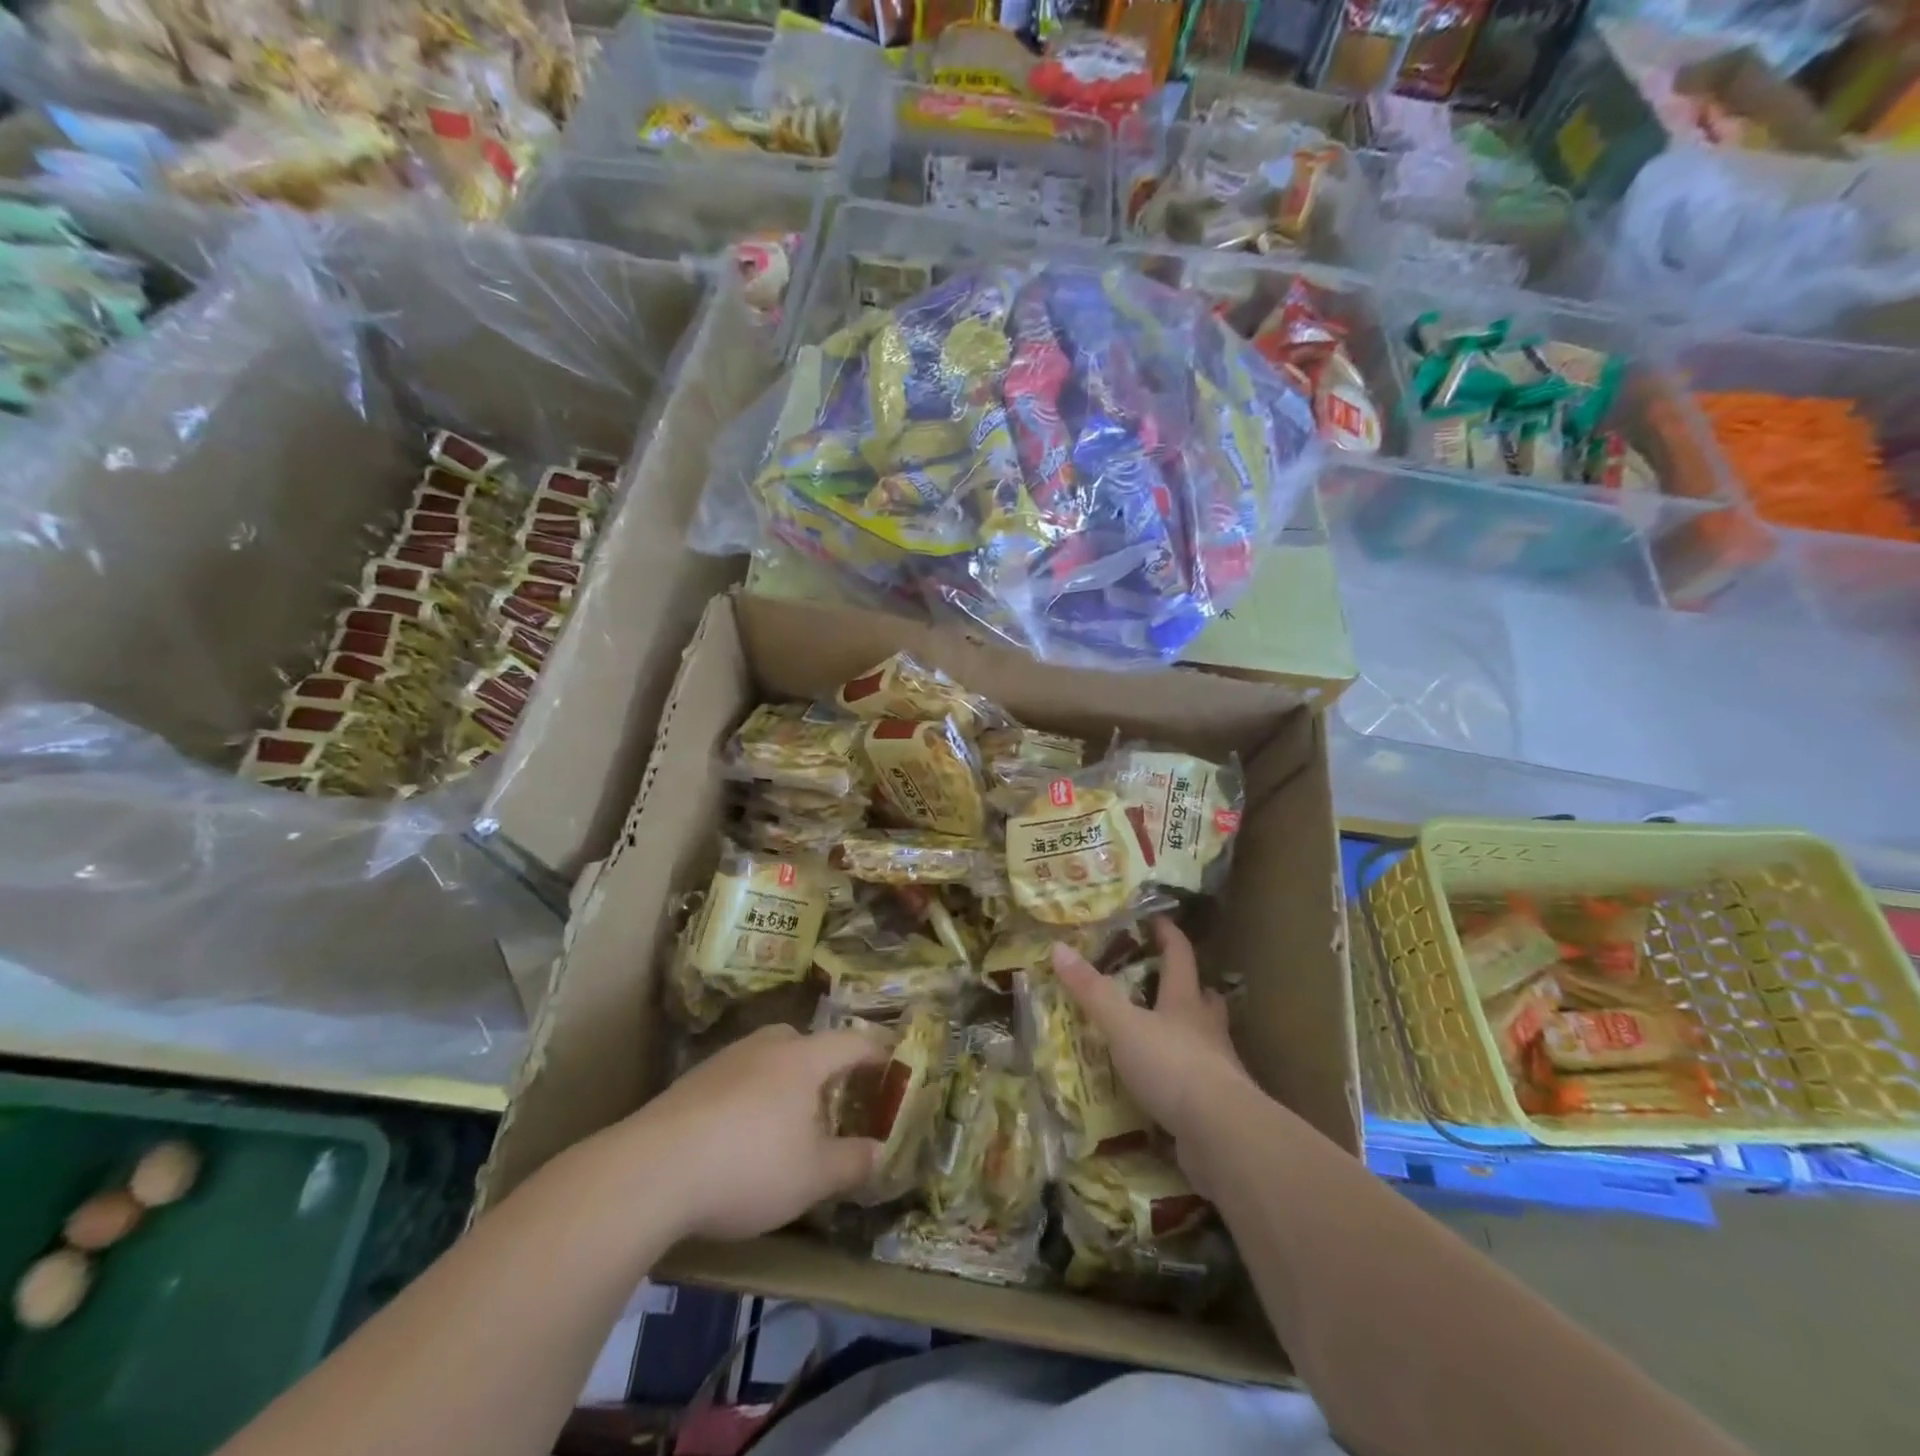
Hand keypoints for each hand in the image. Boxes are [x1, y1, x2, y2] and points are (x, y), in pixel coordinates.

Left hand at [621, 1025, 885, 1241]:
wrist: (650, 1171)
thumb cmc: (748, 1166)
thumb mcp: (813, 1177)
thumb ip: (852, 1162)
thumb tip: (879, 1152)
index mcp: (804, 1059)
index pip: (852, 1042)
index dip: (877, 1052)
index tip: (893, 1063)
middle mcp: (766, 1046)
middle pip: (806, 1042)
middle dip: (826, 1065)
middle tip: (837, 1096)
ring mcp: (725, 1059)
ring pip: (769, 1057)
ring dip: (786, 1080)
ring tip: (788, 1119)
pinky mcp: (692, 1081)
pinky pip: (738, 1077)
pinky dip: (752, 1095)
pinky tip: (741, 1133)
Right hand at [1051, 916, 1253, 1195]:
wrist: (1223, 1134)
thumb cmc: (1173, 1066)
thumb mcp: (1123, 1025)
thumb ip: (1092, 991)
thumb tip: (1059, 948)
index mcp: (1185, 1001)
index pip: (1180, 956)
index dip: (1168, 935)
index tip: (1157, 919)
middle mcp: (1206, 1029)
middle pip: (1202, 997)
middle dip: (1188, 986)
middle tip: (1166, 980)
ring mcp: (1217, 1068)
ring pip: (1205, 1038)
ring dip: (1188, 1031)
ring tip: (1164, 1032)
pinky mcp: (1217, 1106)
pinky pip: (1198, 1081)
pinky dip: (1182, 1075)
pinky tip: (1165, 1084)